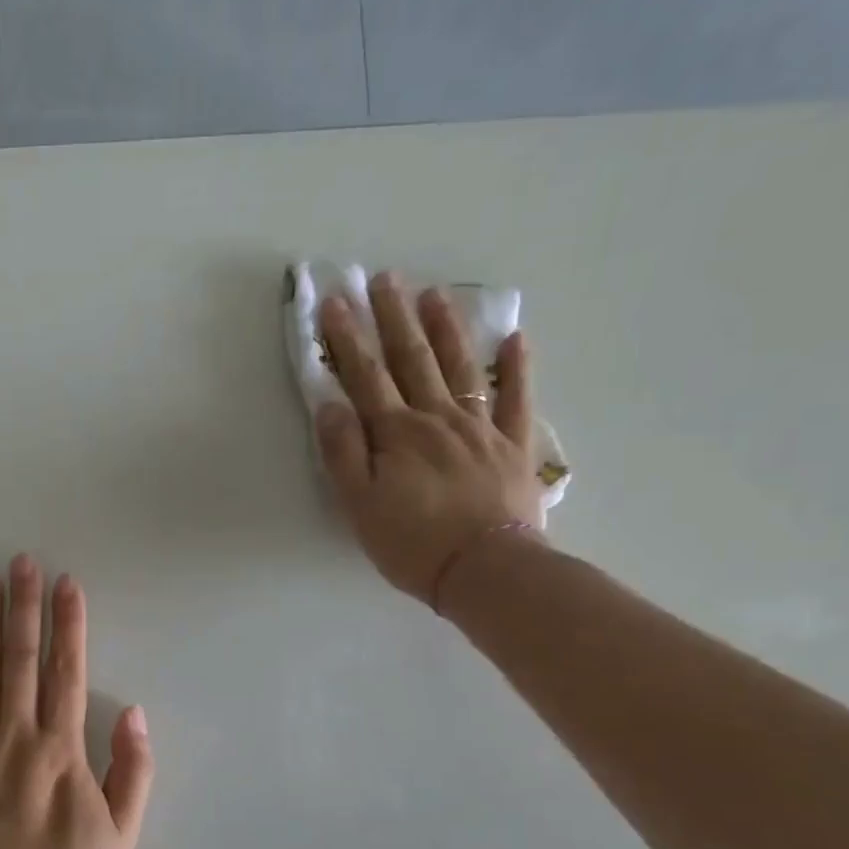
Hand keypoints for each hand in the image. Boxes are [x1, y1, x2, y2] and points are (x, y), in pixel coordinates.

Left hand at [0, 555, 153, 848]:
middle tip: (23, 561)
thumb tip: (133, 711)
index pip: (67, 671)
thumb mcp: (123, 834)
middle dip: (25, 606)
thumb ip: (133, 770)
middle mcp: (17, 739)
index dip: (69, 624)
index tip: (67, 584)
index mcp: (62, 751)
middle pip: (21, 660)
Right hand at [315, 274, 544, 604]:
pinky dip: (517, 367)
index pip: (366, 376)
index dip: (348, 339)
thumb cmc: (412, 543)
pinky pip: (517, 398)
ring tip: (434, 293)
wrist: (487, 571)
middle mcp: (437, 418)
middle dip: (393, 317)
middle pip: (413, 359)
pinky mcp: (514, 446)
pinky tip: (516, 338)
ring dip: (446, 328)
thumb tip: (330, 405)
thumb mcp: (359, 505)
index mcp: (396, 433)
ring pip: (461, 367)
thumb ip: (343, 453)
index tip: (335, 301)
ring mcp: (480, 428)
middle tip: (383, 278)